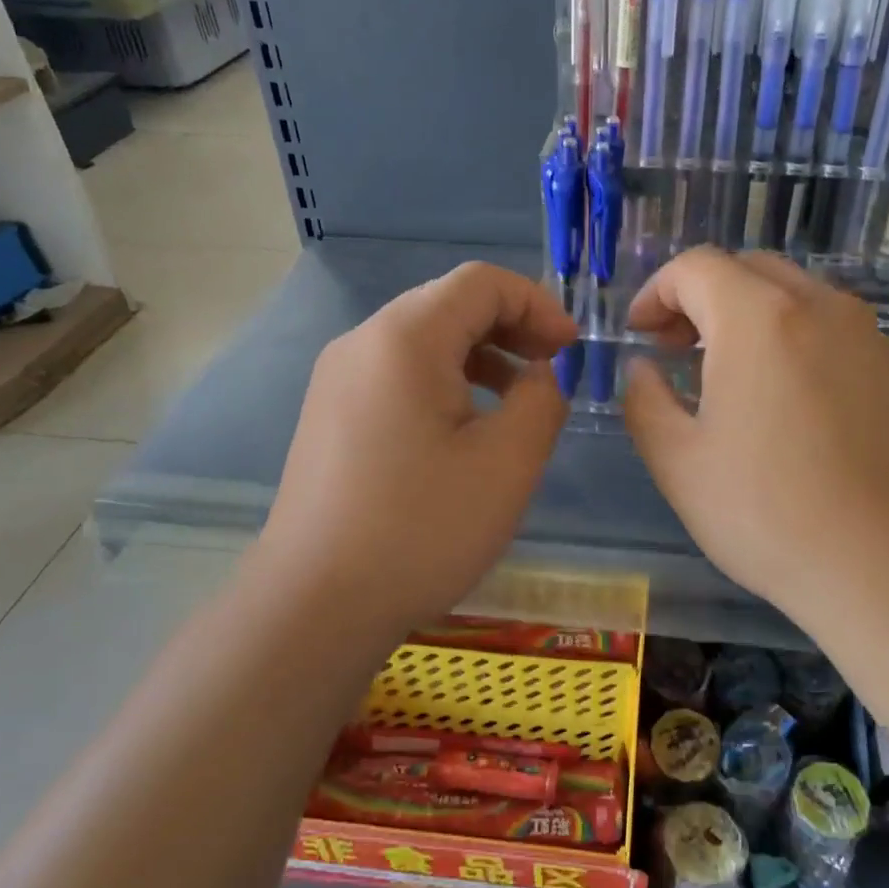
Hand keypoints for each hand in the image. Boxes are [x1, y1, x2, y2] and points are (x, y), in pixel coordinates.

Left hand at [250, 262, 575, 646]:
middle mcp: (362, 343)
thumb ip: (542, 399)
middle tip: (552, 370)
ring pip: (423, 341)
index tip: (571, 352)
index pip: (481, 283)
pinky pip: (398, 375)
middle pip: (448, 304)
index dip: (538, 305)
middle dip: (511, 327)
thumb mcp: (508, 462)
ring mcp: (338, 380)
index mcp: (404, 338)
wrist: (317, 604)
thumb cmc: (422, 528)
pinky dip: (445, 382)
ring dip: (480, 356)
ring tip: (518, 401)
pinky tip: (466, 430)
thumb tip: (540, 375)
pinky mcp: (330, 416)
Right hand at [623, 248, 888, 633]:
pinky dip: (797, 342)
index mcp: (758, 318)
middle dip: (701, 299)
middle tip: (677, 350)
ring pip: (796, 296)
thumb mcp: (677, 461)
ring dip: (750, 317)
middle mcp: (819, 307)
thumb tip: (644, 369)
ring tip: (731, 376)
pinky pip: (835, 333)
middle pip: (748, 270)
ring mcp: (869, 337)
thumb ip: (644, 399)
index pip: (696, 267)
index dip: (655, 292)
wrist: (882, 564)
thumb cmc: (765, 512)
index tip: (639, 335)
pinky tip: (790, 404)